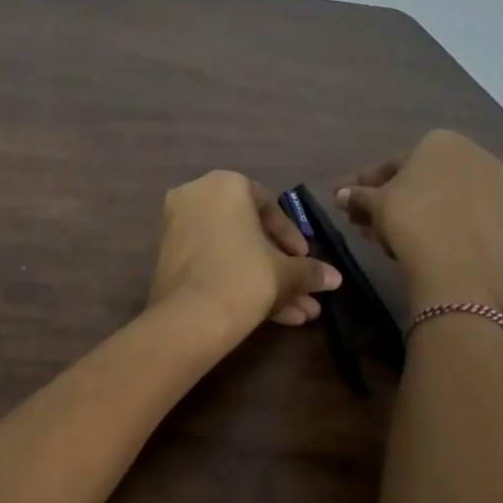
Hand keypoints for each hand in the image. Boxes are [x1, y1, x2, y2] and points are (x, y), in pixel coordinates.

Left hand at [148, 171, 340, 337]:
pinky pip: (211, 263)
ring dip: (264, 281)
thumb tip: (335, 277)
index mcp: (224, 184)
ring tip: (298, 314)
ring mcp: (176, 226)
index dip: (291, 237)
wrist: (191, 317)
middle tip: (303, 290)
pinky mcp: (167, 257)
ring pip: (231, 252)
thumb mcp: (286, 273)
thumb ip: (310, 270)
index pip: (268, 205)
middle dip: (279, 266)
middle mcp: (195, 196)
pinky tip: (271, 317)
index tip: (305, 260)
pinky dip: (236, 282)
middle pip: (247, 232)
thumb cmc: (244, 277)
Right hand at [337, 131, 502, 309]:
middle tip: (360, 221)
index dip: (363, 185)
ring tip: (379, 237)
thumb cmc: (410, 218)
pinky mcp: (498, 211)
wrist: (457, 263)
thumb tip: (340, 195)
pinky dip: (429, 221)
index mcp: (438, 141)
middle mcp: (468, 153)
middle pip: (414, 180)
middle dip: (385, 201)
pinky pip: (453, 211)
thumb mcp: (375, 204)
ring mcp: (488, 183)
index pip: (390, 165)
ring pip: (433, 197)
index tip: (346, 201)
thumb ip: (357, 195)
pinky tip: (406, 240)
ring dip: (403, 214)